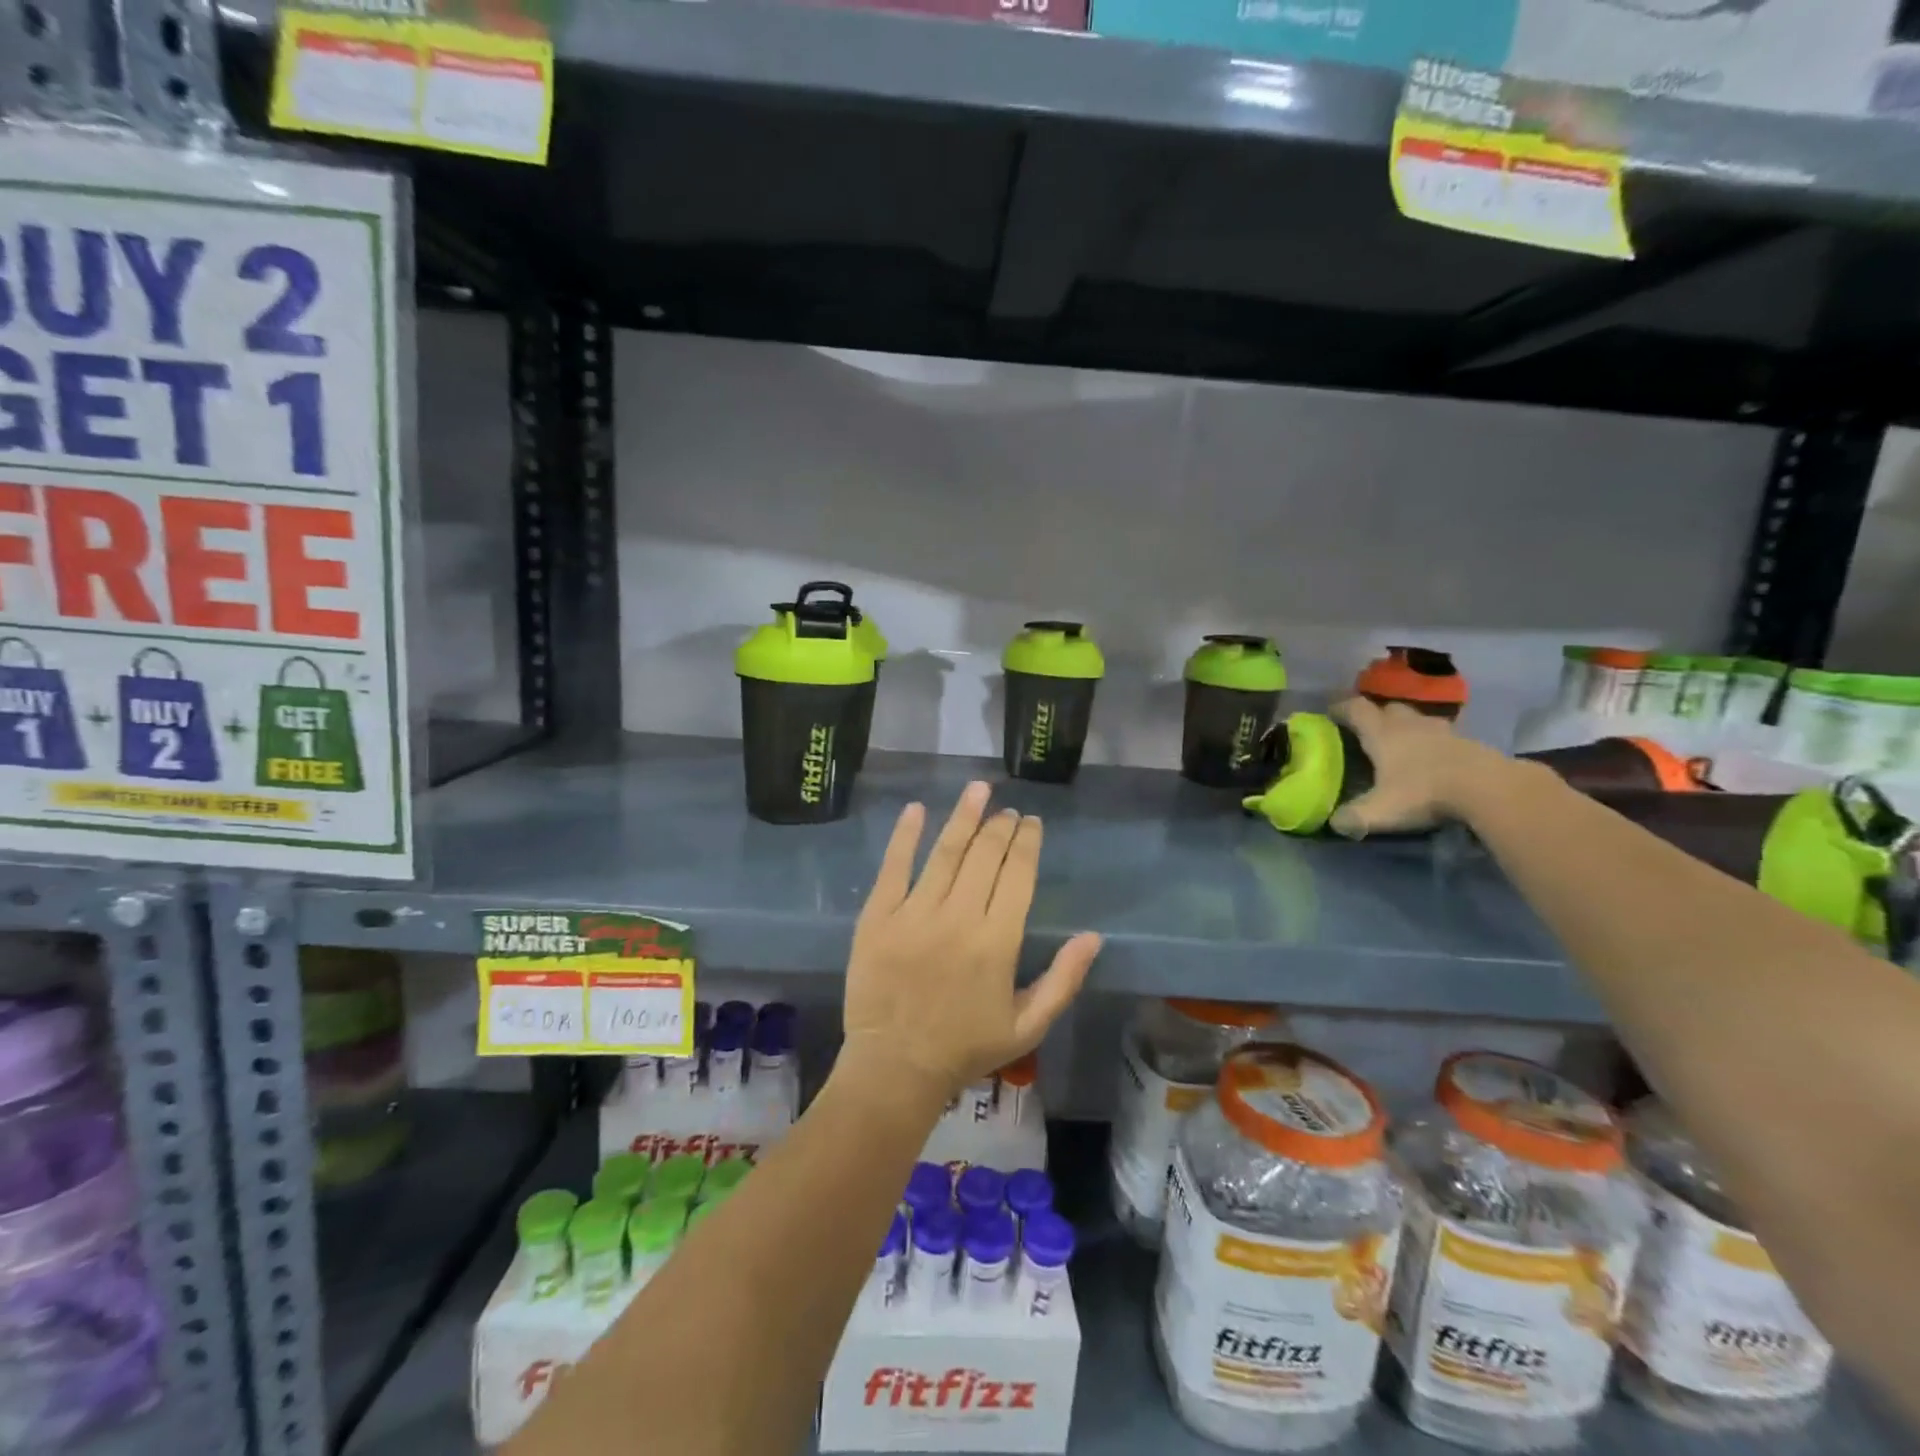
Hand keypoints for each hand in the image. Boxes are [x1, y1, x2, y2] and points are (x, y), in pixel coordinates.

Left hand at [840, 782, 1101, 1104]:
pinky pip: (893, 867)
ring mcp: (915, 914)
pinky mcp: (878, 917)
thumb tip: (1093, 936)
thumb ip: (1064, 980)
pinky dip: (905, 836)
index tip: (1031, 823)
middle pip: (984, 856)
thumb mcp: (1028, 1025)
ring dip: (963, 817)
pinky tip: (916, 809)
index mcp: (998, 942)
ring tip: (978, 790)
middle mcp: (959, 918)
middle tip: (1007, 810)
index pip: (1017, 875)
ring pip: (945, 853)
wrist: (896, 1067)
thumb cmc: (966, 1048)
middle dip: (1000, 827)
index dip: (1027, 843)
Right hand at [1326, 697, 1513, 837]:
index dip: (1341, 708)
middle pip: (1389, 708)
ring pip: (1419, 719)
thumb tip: (1336, 823)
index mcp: (1382, 733)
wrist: (1489, 789)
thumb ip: (1354, 817)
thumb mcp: (1381, 811)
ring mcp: (1443, 730)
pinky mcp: (1470, 741)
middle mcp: (1410, 724)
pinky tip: (1434, 758)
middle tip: (1368, 731)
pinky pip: (1444, 734)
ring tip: (1402, 744)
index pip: (1356, 709)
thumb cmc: (1425, 793)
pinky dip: (1434, 742)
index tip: (1331, 714)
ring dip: (1408, 727)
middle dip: (1377, 715)